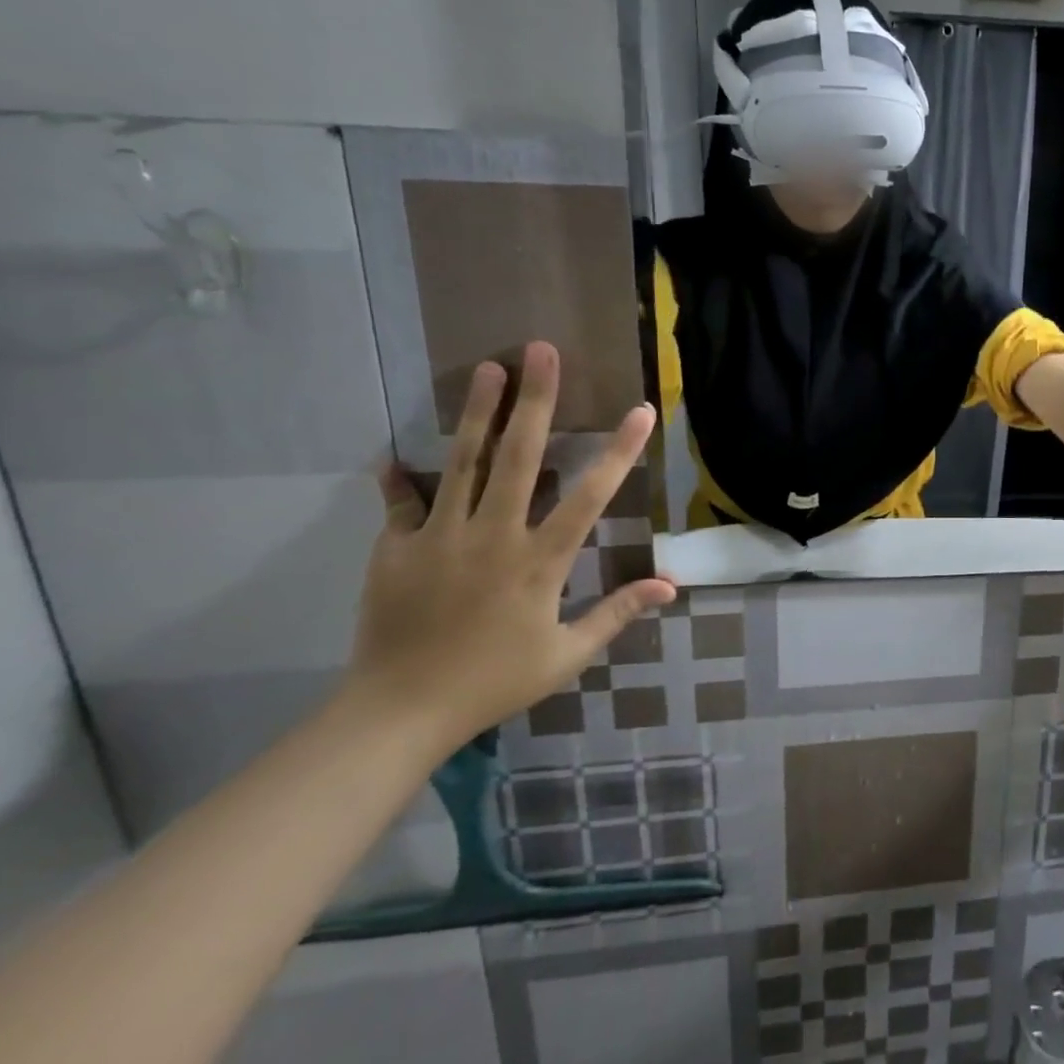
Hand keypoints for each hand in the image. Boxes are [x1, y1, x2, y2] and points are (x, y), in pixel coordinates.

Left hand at [350, 342, 675, 751]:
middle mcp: (493, 536)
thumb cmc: (495, 682)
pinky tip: (393, 455)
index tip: (641, 411)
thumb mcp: (567, 655)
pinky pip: (401, 505)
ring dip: (478, 413)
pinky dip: (399, 480)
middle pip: (518, 457)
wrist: (399, 713)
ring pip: (462, 463)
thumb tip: (670, 586)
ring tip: (487, 368)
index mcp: (539, 562)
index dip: (620, 451)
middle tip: (541, 351)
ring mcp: (440, 538)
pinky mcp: (395, 548)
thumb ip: (617, 613)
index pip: (591, 496)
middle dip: (535, 401)